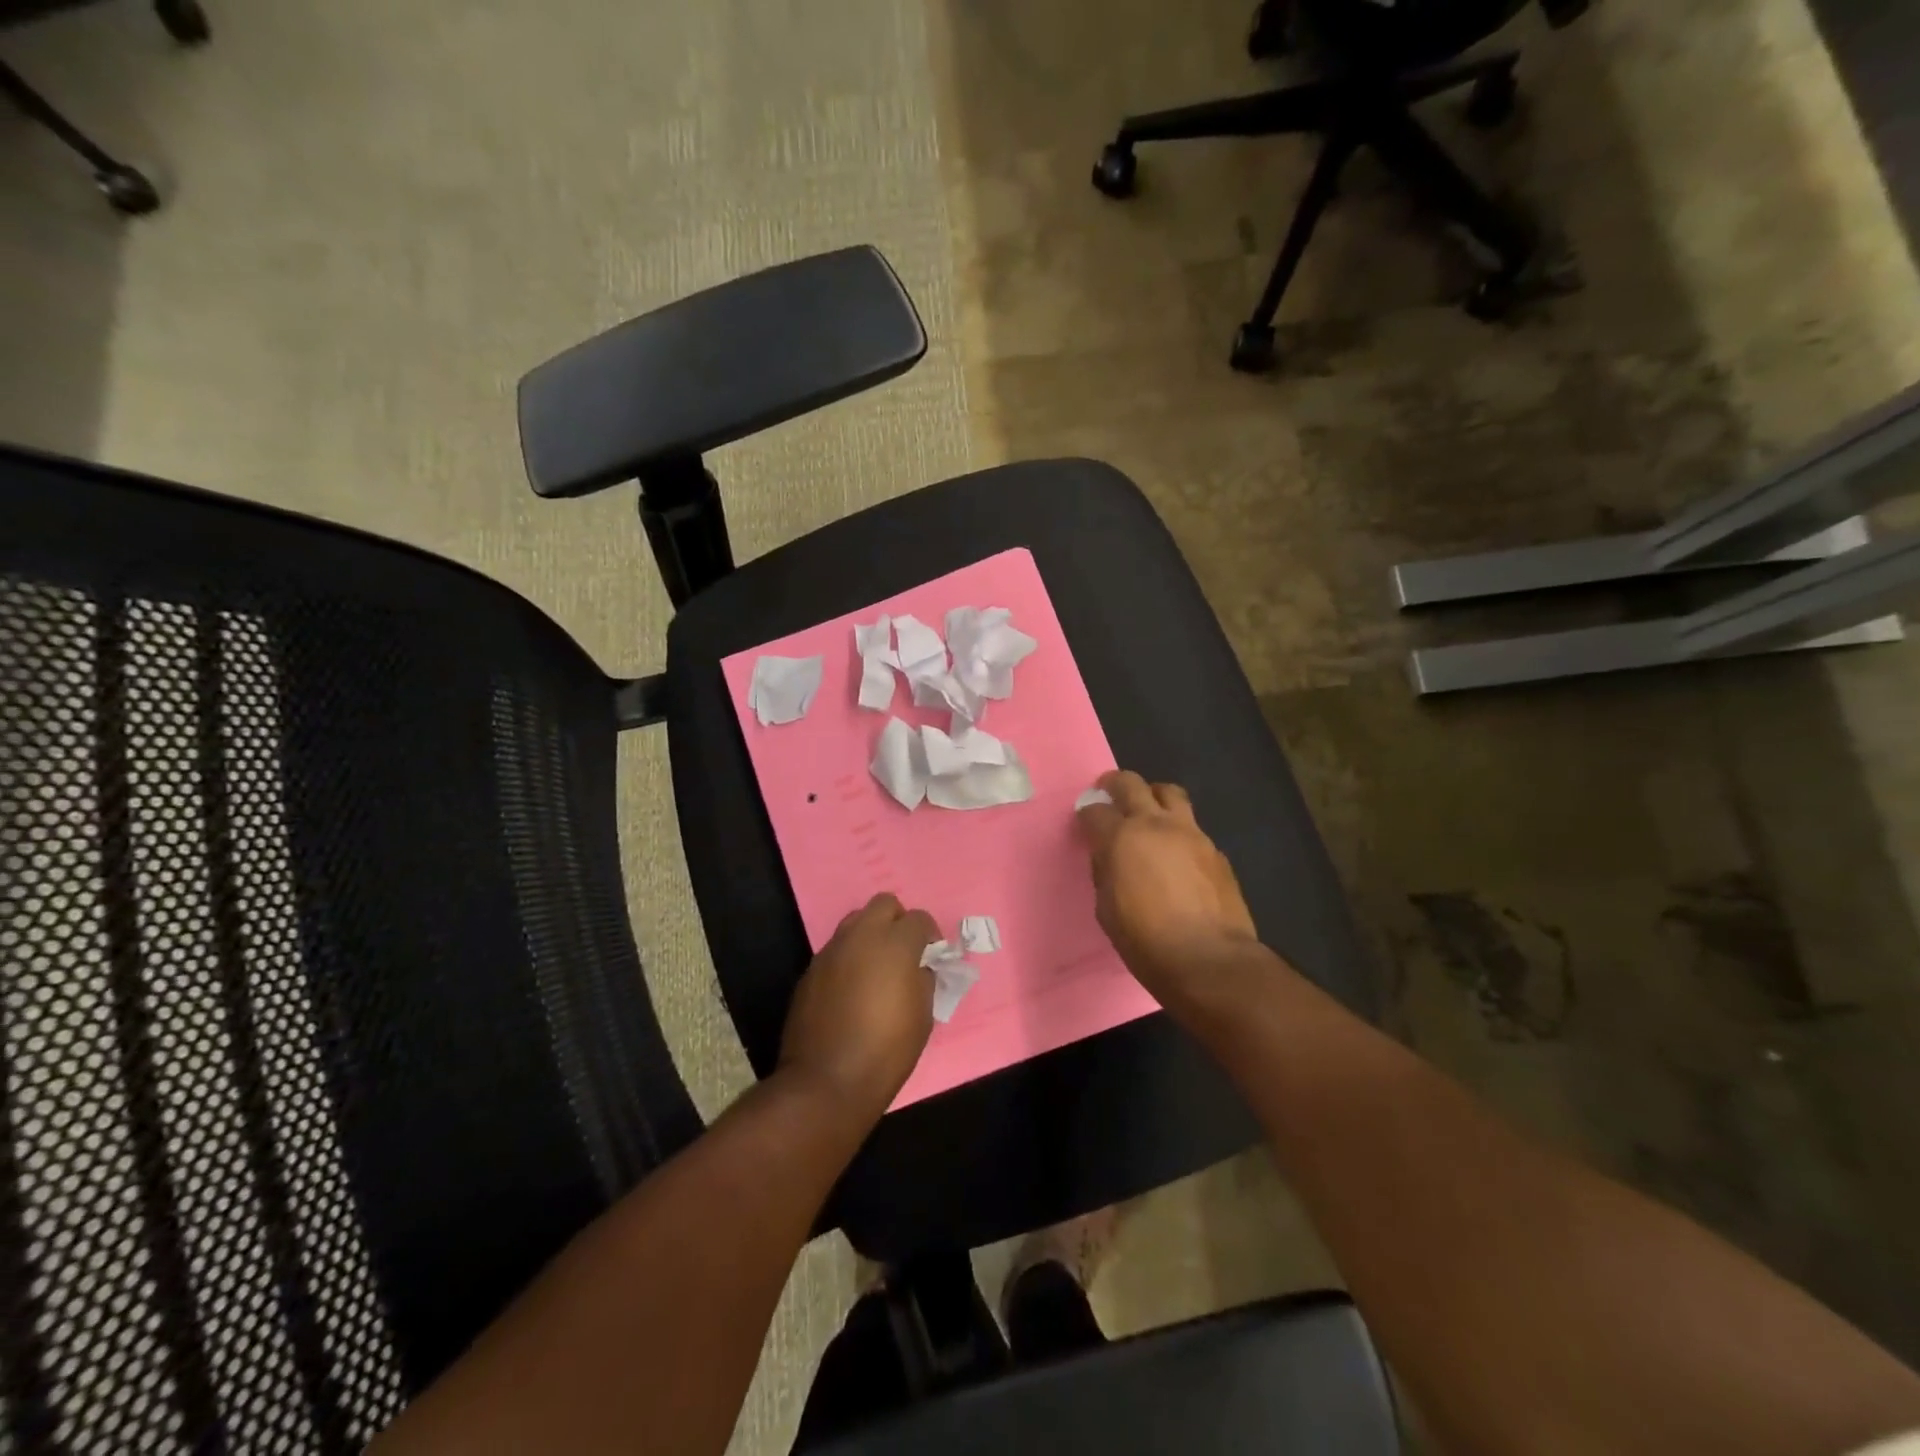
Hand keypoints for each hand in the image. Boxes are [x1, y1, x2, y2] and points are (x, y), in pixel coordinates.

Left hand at [778, 893, 938, 1121]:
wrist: (826, 1080)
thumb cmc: (886, 1050)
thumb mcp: (923, 1016)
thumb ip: (923, 979)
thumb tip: (919, 967)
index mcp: (895, 944)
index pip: (919, 919)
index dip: (929, 935)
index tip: (932, 956)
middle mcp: (861, 937)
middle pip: (884, 904)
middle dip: (898, 921)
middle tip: (904, 951)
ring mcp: (832, 951)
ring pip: (856, 921)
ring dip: (871, 935)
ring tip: (877, 968)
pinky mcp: (811, 970)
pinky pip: (836, 949)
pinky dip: (849, 958)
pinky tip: (852, 989)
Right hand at [1075, 770, 1258, 1004]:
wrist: (1209, 960)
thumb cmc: (1146, 941)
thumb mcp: (1106, 909)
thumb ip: (1105, 873)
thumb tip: (1108, 858)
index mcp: (1121, 838)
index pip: (1095, 812)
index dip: (1086, 815)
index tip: (1084, 824)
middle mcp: (1155, 824)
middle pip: (1132, 784)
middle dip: (1114, 784)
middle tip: (1108, 792)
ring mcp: (1191, 833)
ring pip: (1170, 793)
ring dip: (1153, 795)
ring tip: (1147, 810)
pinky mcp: (1215, 850)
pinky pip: (1192, 826)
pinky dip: (1178, 829)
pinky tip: (1176, 852)